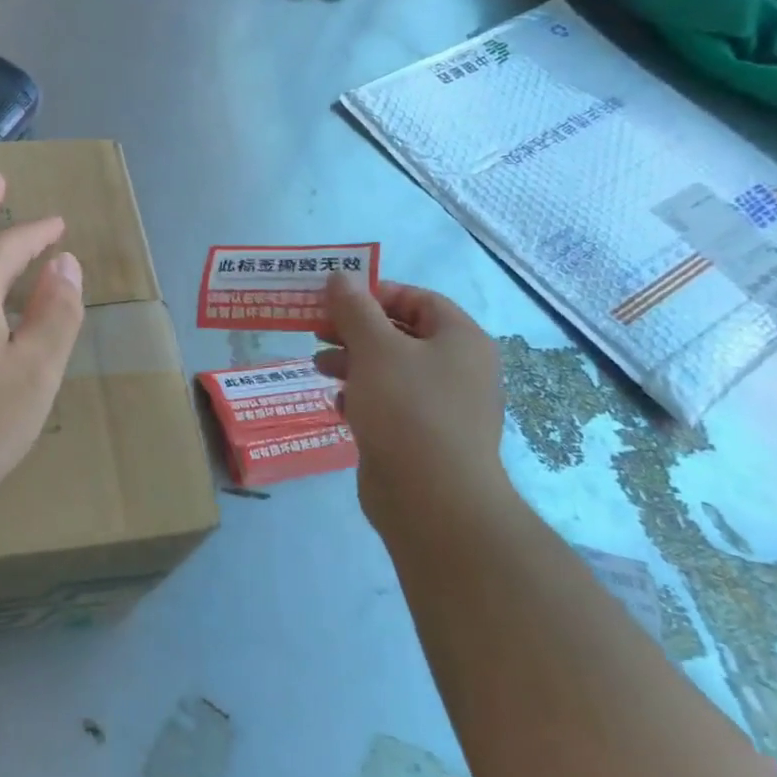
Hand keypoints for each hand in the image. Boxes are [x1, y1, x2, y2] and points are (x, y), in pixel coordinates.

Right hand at [315, 274, 508, 530]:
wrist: (432, 499)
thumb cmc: (408, 409)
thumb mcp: (375, 348)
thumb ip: (355, 309)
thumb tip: (341, 276)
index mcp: (460, 339)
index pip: (418, 299)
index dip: (375, 294)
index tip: (334, 300)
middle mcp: (458, 368)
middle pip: (401, 333)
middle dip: (355, 330)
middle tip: (316, 330)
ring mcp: (442, 406)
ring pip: (390, 369)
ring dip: (352, 362)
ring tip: (319, 367)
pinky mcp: (422, 437)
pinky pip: (389, 403)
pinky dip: (362, 396)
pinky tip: (338, 405)